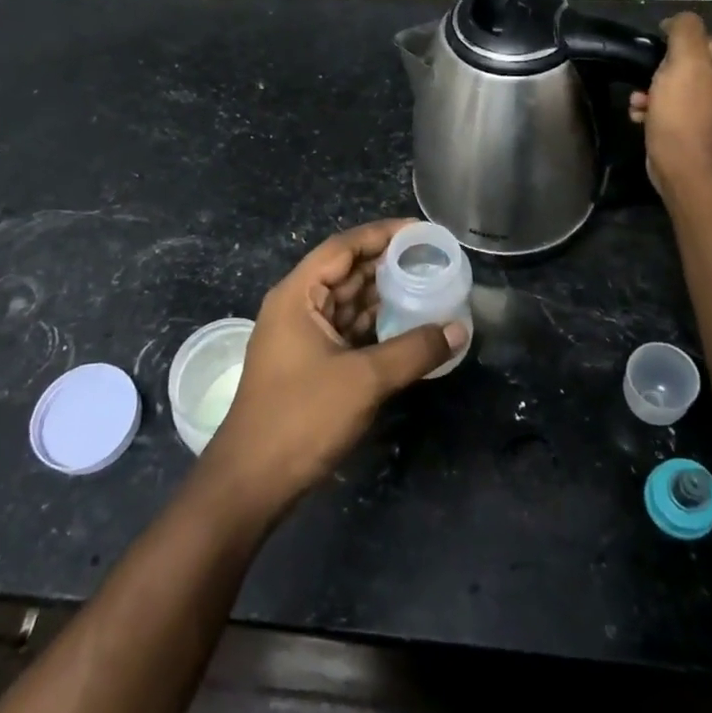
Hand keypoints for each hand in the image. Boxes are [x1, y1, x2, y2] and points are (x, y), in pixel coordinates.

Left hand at [195, 220, 466, 519]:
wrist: (252, 481)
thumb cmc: (301, 417)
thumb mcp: (364, 380)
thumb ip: (414, 350)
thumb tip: (458, 330)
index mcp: (297, 295)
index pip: (342, 248)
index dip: (381, 234)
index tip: (420, 231)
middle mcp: (297, 307)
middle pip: (346, 272)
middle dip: (387, 264)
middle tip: (432, 259)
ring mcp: (301, 337)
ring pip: (349, 303)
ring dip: (384, 296)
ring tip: (428, 287)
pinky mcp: (310, 364)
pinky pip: (348, 331)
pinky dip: (376, 326)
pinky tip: (408, 326)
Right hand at [628, 11, 711, 197]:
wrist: (686, 167)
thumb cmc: (686, 110)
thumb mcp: (685, 59)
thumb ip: (684, 28)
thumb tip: (676, 21)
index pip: (698, 37)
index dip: (671, 48)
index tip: (656, 63)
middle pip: (685, 61)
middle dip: (658, 73)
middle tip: (645, 86)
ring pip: (675, 84)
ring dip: (651, 92)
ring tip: (639, 104)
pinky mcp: (699, 125)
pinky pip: (673, 106)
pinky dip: (655, 109)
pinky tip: (641, 117)